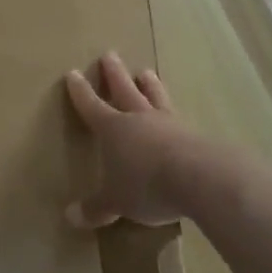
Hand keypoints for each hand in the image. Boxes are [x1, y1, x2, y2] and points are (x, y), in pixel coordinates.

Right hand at [64, 53, 189, 227]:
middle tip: (110, 55)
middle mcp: (140, 119)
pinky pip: (179, 118)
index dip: (81, 92)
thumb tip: (70, 217)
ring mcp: (170, 123)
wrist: (200, 178)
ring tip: (146, 72)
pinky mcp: (195, 135)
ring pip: (155, 97)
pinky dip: (173, 113)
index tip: (73, 74)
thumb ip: (96, 207)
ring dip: (149, 85)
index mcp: (113, 129)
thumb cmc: (146, 185)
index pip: (92, 106)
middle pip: (125, 91)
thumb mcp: (116, 201)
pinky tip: (177, 115)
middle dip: (115, 74)